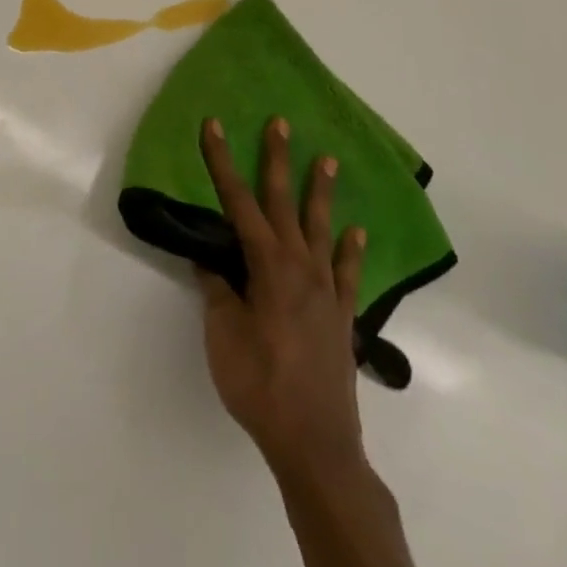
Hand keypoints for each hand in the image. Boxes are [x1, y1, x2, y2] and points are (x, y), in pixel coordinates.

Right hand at [196, 116, 368, 476]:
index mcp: (267, 265)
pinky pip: (348, 273)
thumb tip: (210, 259)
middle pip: (284, 202)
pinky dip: (352, 250)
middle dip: (278, 159)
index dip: (222, 160)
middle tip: (281, 123)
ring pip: (322, 228)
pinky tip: (356, 232)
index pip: (237, 201)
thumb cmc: (260, 384)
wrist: (315, 443)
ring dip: (321, 192)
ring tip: (328, 160)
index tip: (213, 125)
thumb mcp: (222, 334)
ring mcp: (326, 289)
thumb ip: (217, 290)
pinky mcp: (342, 316)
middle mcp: (300, 266)